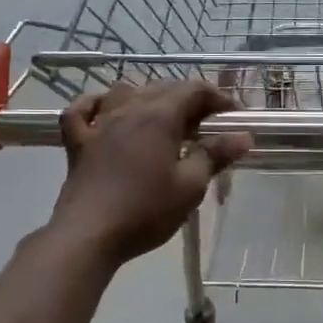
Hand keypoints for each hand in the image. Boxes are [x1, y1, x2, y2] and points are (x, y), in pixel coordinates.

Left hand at [51, 81, 252, 263]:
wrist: (89, 234)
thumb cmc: (146, 210)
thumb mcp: (190, 186)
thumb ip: (215, 155)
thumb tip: (244, 136)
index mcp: (160, 117)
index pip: (194, 90)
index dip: (218, 98)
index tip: (234, 117)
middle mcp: (129, 109)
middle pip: (162, 87)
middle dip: (188, 99)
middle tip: (205, 125)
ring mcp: (99, 123)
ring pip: (125, 92)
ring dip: (147, 97)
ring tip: (162, 118)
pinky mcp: (77, 142)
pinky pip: (82, 110)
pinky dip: (95, 104)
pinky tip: (104, 110)